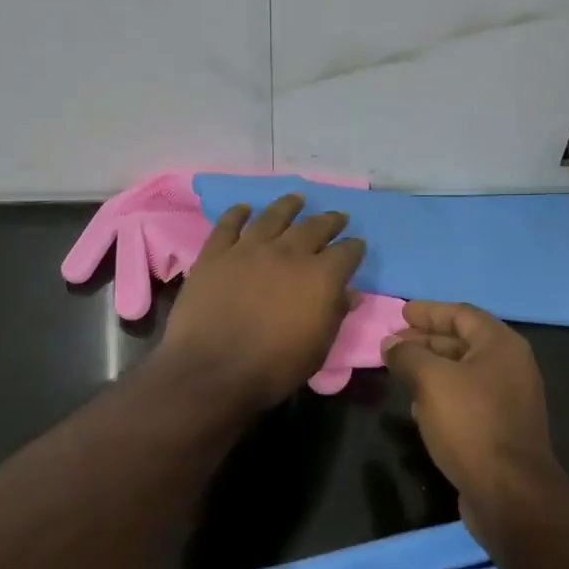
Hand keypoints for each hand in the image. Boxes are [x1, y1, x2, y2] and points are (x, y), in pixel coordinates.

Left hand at [156, 193, 365, 411]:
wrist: (212, 370)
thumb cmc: (273, 367)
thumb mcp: (318, 349)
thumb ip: (335, 315)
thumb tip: (351, 293)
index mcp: (320, 276)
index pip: (346, 253)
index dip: (354, 248)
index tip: (357, 245)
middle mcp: (288, 253)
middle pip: (314, 227)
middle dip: (329, 221)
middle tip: (337, 216)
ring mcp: (249, 249)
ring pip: (273, 216)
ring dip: (288, 206)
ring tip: (297, 198)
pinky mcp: (216, 253)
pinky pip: (229, 224)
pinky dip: (238, 213)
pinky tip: (244, 208)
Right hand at [382, 302, 555, 509]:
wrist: (509, 494)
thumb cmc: (471, 424)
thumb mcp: (431, 380)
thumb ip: (407, 355)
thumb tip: (390, 343)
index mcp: (501, 345)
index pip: (461, 314)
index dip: (428, 311)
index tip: (400, 312)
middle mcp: (510, 366)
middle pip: (462, 341)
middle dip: (425, 340)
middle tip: (392, 343)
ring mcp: (508, 399)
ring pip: (462, 372)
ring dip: (431, 368)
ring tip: (399, 370)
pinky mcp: (501, 428)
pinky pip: (467, 398)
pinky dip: (441, 394)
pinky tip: (417, 406)